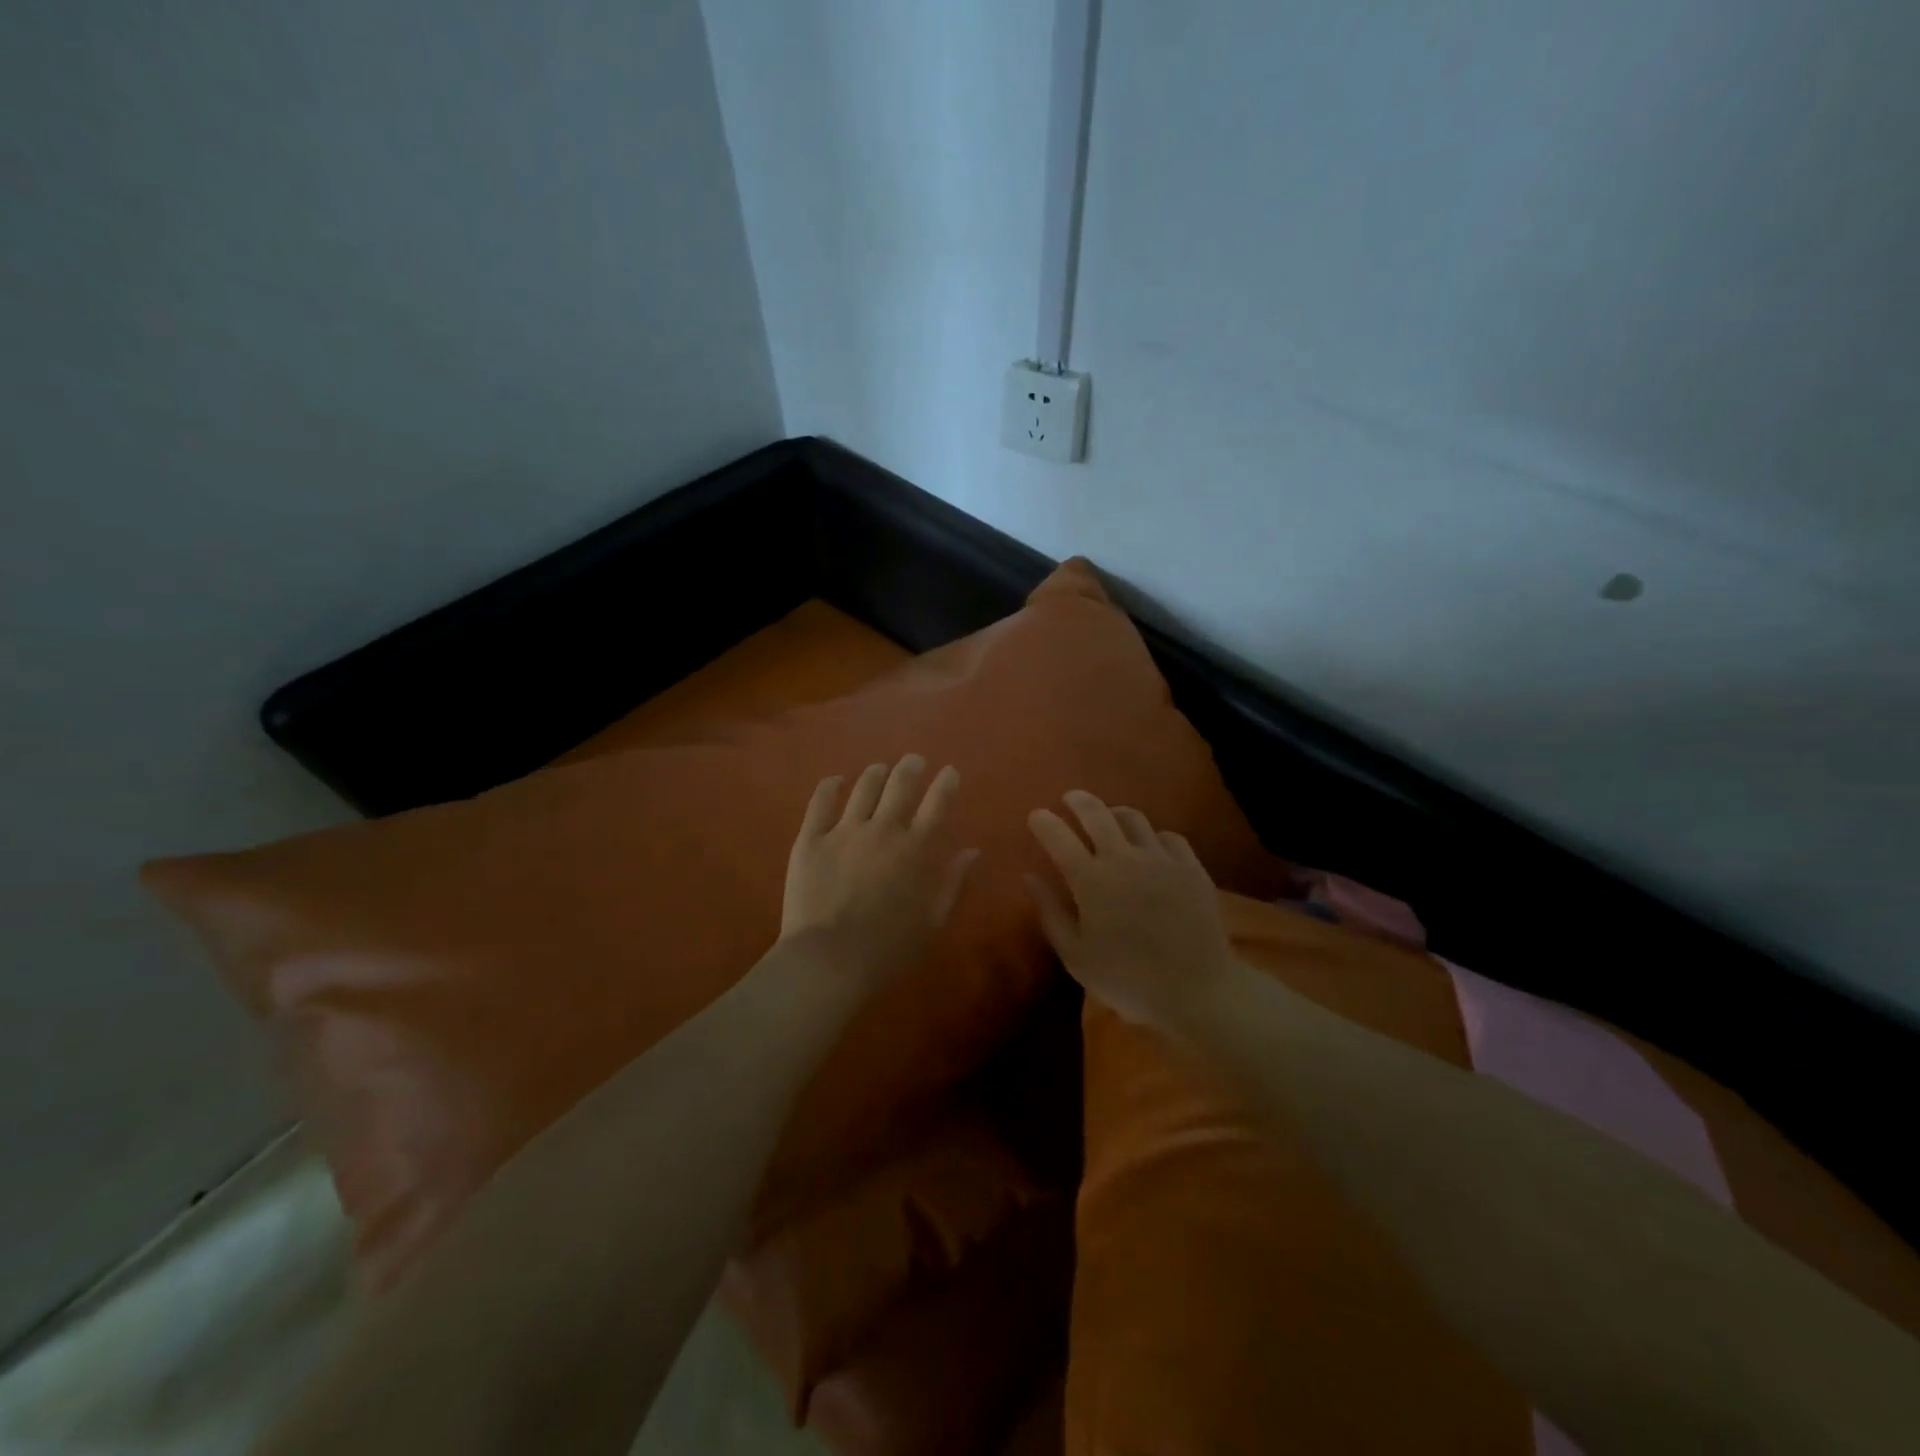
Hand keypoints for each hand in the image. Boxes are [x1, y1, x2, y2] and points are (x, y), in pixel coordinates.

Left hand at [782, 755, 979, 994]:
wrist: (829, 961)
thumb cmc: (889, 949)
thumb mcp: (933, 921)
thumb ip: (954, 882)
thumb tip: (973, 851)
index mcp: (916, 849)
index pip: (937, 804)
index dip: (946, 783)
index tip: (949, 771)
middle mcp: (883, 829)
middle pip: (900, 785)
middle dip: (911, 768)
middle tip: (914, 760)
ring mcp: (844, 830)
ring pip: (864, 787)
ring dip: (876, 773)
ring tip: (880, 769)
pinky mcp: (811, 838)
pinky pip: (821, 802)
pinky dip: (830, 786)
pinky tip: (836, 780)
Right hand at [1025, 791, 1237, 1033]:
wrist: (1198, 991)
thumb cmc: (1128, 980)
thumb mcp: (1076, 956)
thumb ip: (1050, 912)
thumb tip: (1029, 876)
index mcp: (1091, 880)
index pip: (1058, 836)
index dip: (1044, 822)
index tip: (1036, 816)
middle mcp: (1124, 858)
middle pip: (1096, 812)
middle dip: (1078, 800)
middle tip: (1069, 799)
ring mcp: (1161, 859)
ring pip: (1133, 818)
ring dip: (1114, 814)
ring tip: (1108, 819)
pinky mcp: (1191, 867)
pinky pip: (1168, 836)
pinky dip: (1152, 836)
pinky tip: (1150, 847)